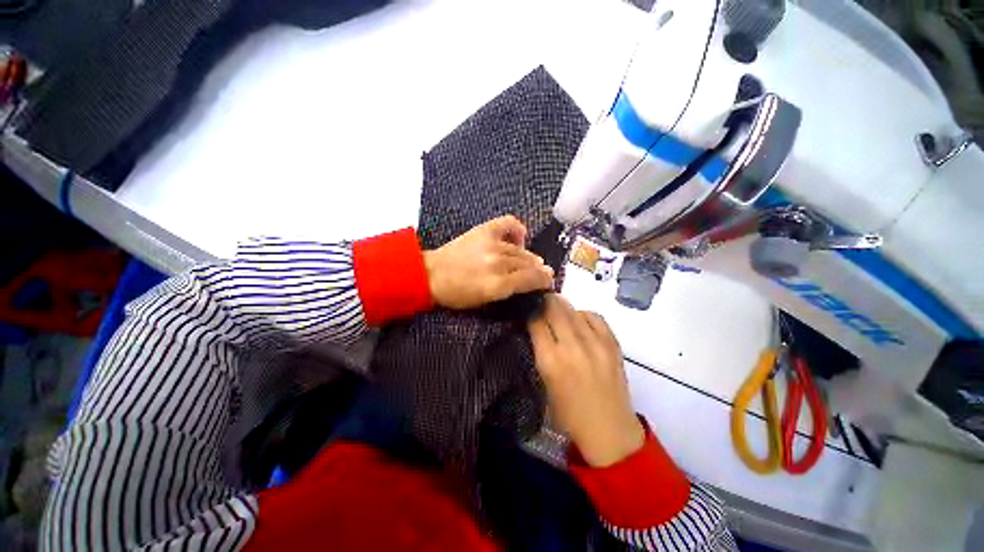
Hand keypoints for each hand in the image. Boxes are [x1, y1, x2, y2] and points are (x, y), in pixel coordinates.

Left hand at [423, 215, 554, 309]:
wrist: (431, 274)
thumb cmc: (457, 294)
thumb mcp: (484, 302)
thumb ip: (510, 291)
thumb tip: (530, 282)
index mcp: (498, 285)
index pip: (532, 279)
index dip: (544, 280)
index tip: (548, 282)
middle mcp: (498, 263)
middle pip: (529, 264)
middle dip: (539, 270)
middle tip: (542, 273)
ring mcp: (491, 244)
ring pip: (521, 250)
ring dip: (530, 256)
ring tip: (532, 261)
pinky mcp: (484, 230)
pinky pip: (509, 223)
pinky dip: (517, 229)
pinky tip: (519, 237)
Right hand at [528, 294, 644, 466]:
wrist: (609, 431)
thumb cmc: (568, 414)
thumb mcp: (544, 382)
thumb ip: (540, 351)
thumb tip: (536, 326)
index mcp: (550, 360)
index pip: (535, 320)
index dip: (530, 312)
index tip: (528, 311)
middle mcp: (572, 347)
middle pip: (554, 308)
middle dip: (544, 302)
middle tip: (540, 303)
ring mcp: (595, 343)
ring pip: (573, 309)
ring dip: (562, 307)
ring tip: (558, 312)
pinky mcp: (613, 344)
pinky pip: (594, 316)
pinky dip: (583, 314)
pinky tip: (579, 321)